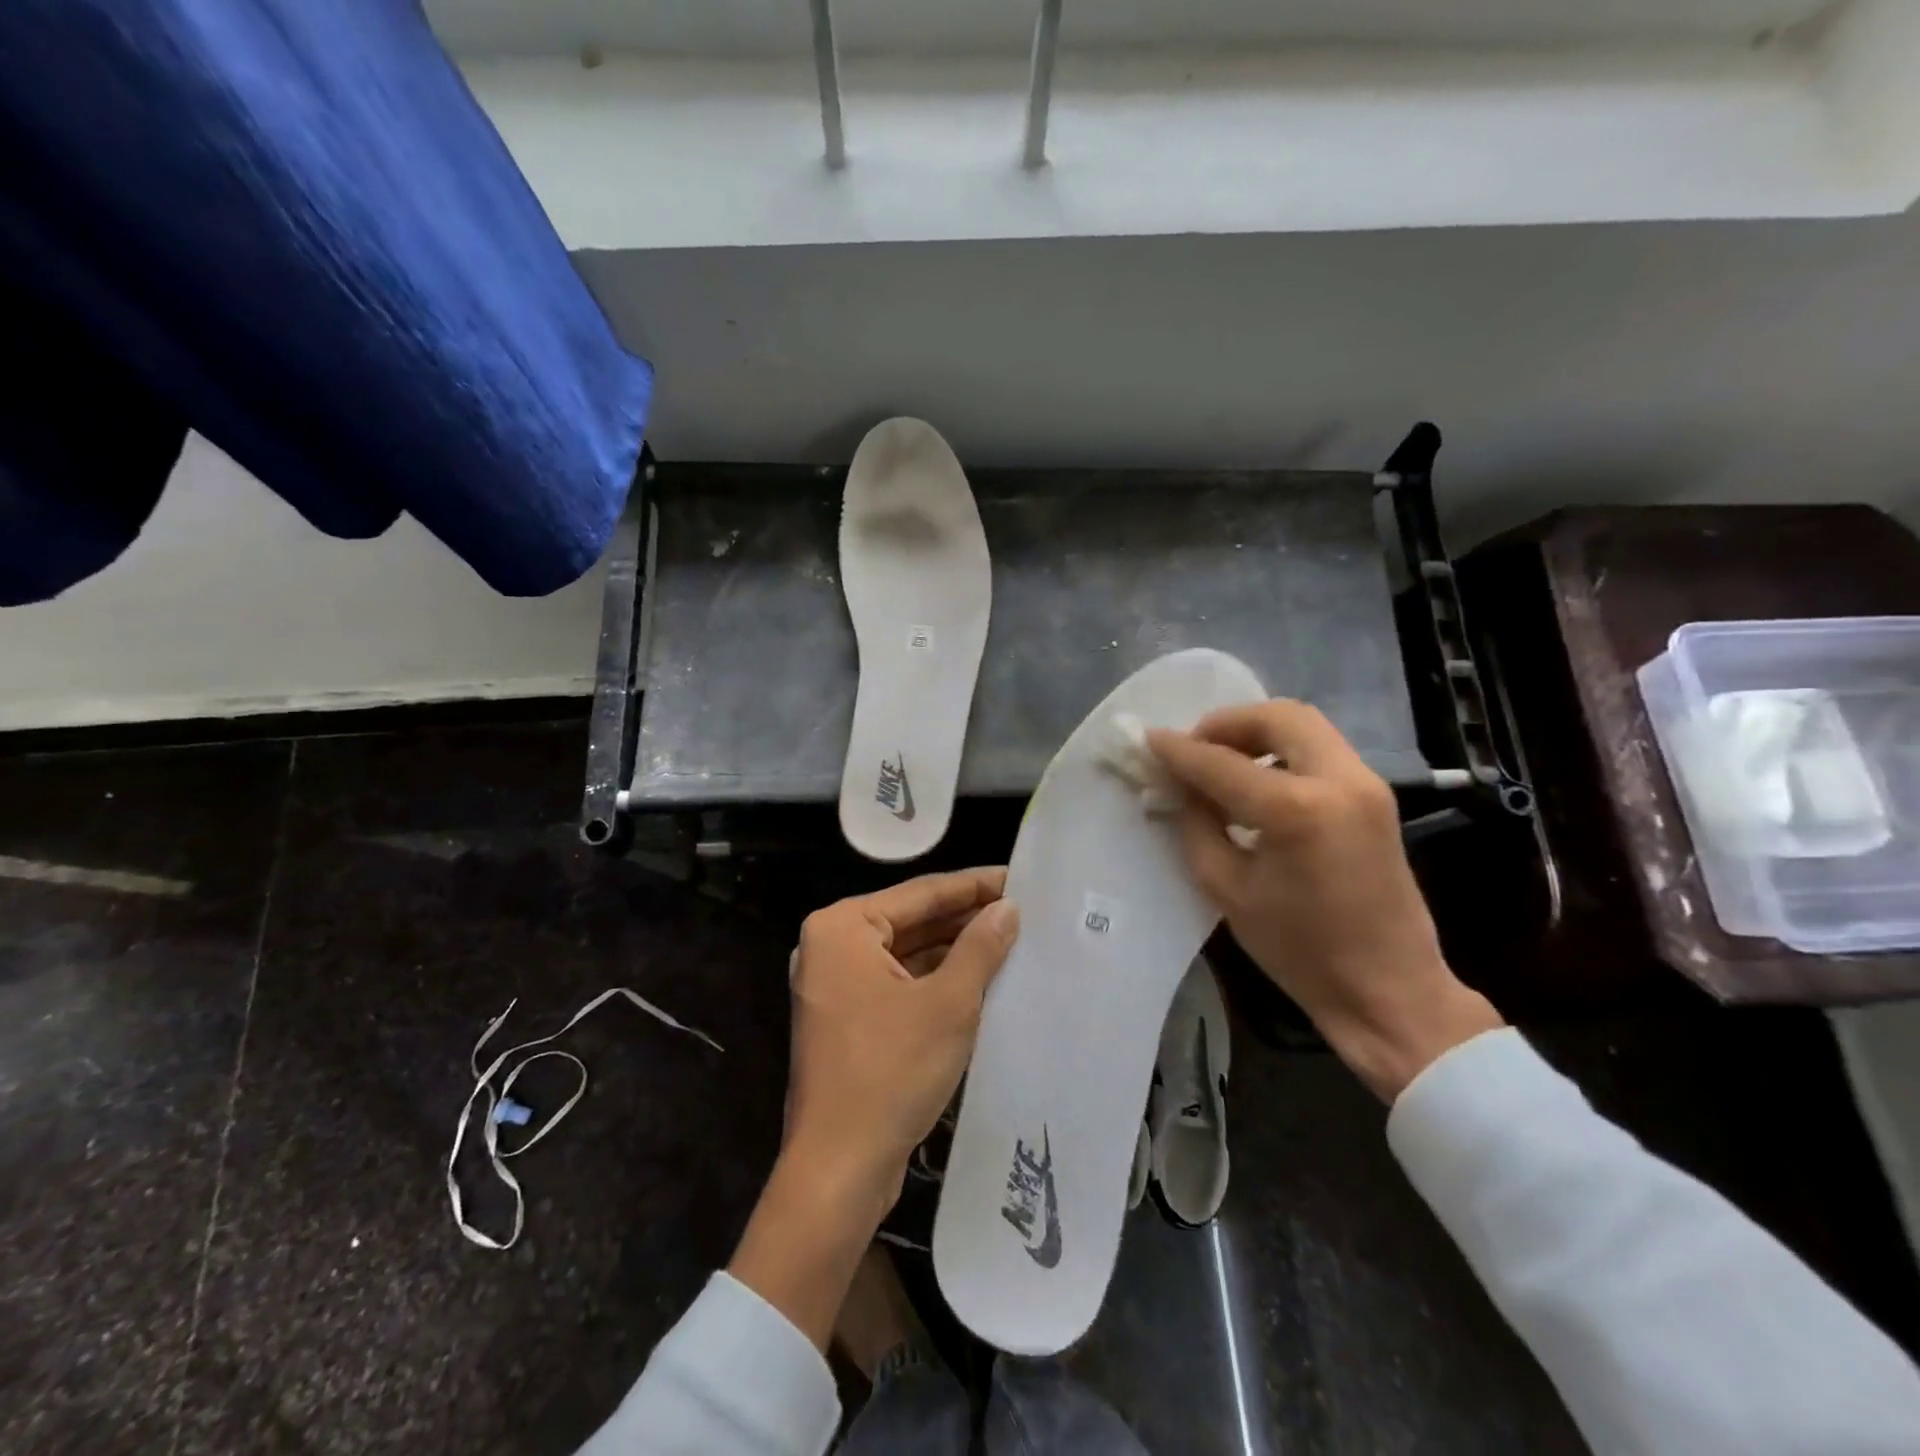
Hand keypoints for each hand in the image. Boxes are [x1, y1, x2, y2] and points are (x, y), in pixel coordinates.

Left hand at [730, 868, 1018, 1347]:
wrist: (839, 1169)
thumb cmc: (891, 1072)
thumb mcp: (948, 1003)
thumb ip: (980, 947)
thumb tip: (1008, 908)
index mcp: (842, 928)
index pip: (921, 893)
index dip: (974, 885)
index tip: (1020, 878)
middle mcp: (831, 947)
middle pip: (911, 920)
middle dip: (965, 918)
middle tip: (1023, 909)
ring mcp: (835, 985)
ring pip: (906, 954)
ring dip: (954, 950)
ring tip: (1010, 939)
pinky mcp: (846, 1019)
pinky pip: (898, 984)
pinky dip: (935, 980)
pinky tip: (980, 978)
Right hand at [1149, 702, 1502, 1101]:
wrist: (1389, 990)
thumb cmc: (1300, 951)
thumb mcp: (1227, 890)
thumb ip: (1197, 825)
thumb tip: (1177, 786)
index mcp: (1296, 810)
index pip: (1222, 763)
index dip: (1179, 750)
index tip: (1149, 740)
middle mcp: (1338, 780)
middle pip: (1278, 717)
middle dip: (1227, 723)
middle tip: (1195, 748)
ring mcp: (1366, 783)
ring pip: (1304, 725)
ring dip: (1257, 732)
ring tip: (1222, 762)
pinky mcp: (1376, 795)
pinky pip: (1321, 749)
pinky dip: (1282, 750)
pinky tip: (1258, 781)